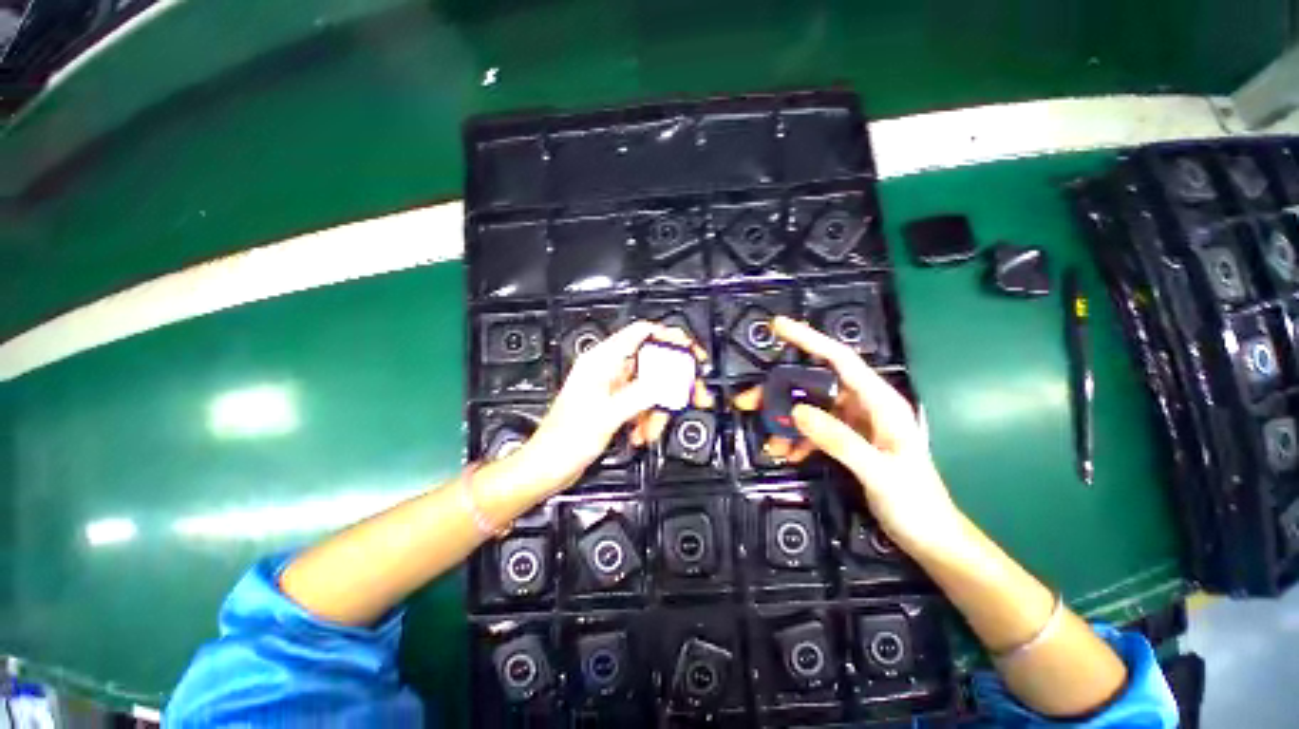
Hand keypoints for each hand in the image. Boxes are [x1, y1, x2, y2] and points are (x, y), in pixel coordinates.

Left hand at [517, 320, 709, 493]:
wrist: (549, 466)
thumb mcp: (608, 415)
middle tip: (691, 394)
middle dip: (672, 381)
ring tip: (654, 428)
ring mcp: (612, 388)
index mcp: (600, 361)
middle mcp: (607, 370)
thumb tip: (668, 380)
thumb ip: (641, 394)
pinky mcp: (615, 404)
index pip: (640, 333)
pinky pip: (643, 404)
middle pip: (652, 362)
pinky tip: (643, 432)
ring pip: (650, 387)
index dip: (668, 337)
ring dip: (659, 408)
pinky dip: (648, 417)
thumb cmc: (563, 440)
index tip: (689, 351)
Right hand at [733, 316, 961, 553]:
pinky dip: (797, 438)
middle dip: (780, 391)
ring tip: (768, 440)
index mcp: (881, 402)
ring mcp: (854, 422)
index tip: (778, 327)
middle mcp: (865, 405)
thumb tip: (798, 411)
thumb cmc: (915, 504)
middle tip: (748, 401)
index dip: (809, 339)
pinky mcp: (846, 439)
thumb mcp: (879, 473)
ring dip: (785, 421)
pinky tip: (787, 453)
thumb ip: (840, 440)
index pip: (840, 359)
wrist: (930, 537)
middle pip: (815, 383)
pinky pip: (813, 429)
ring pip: (809, 408)